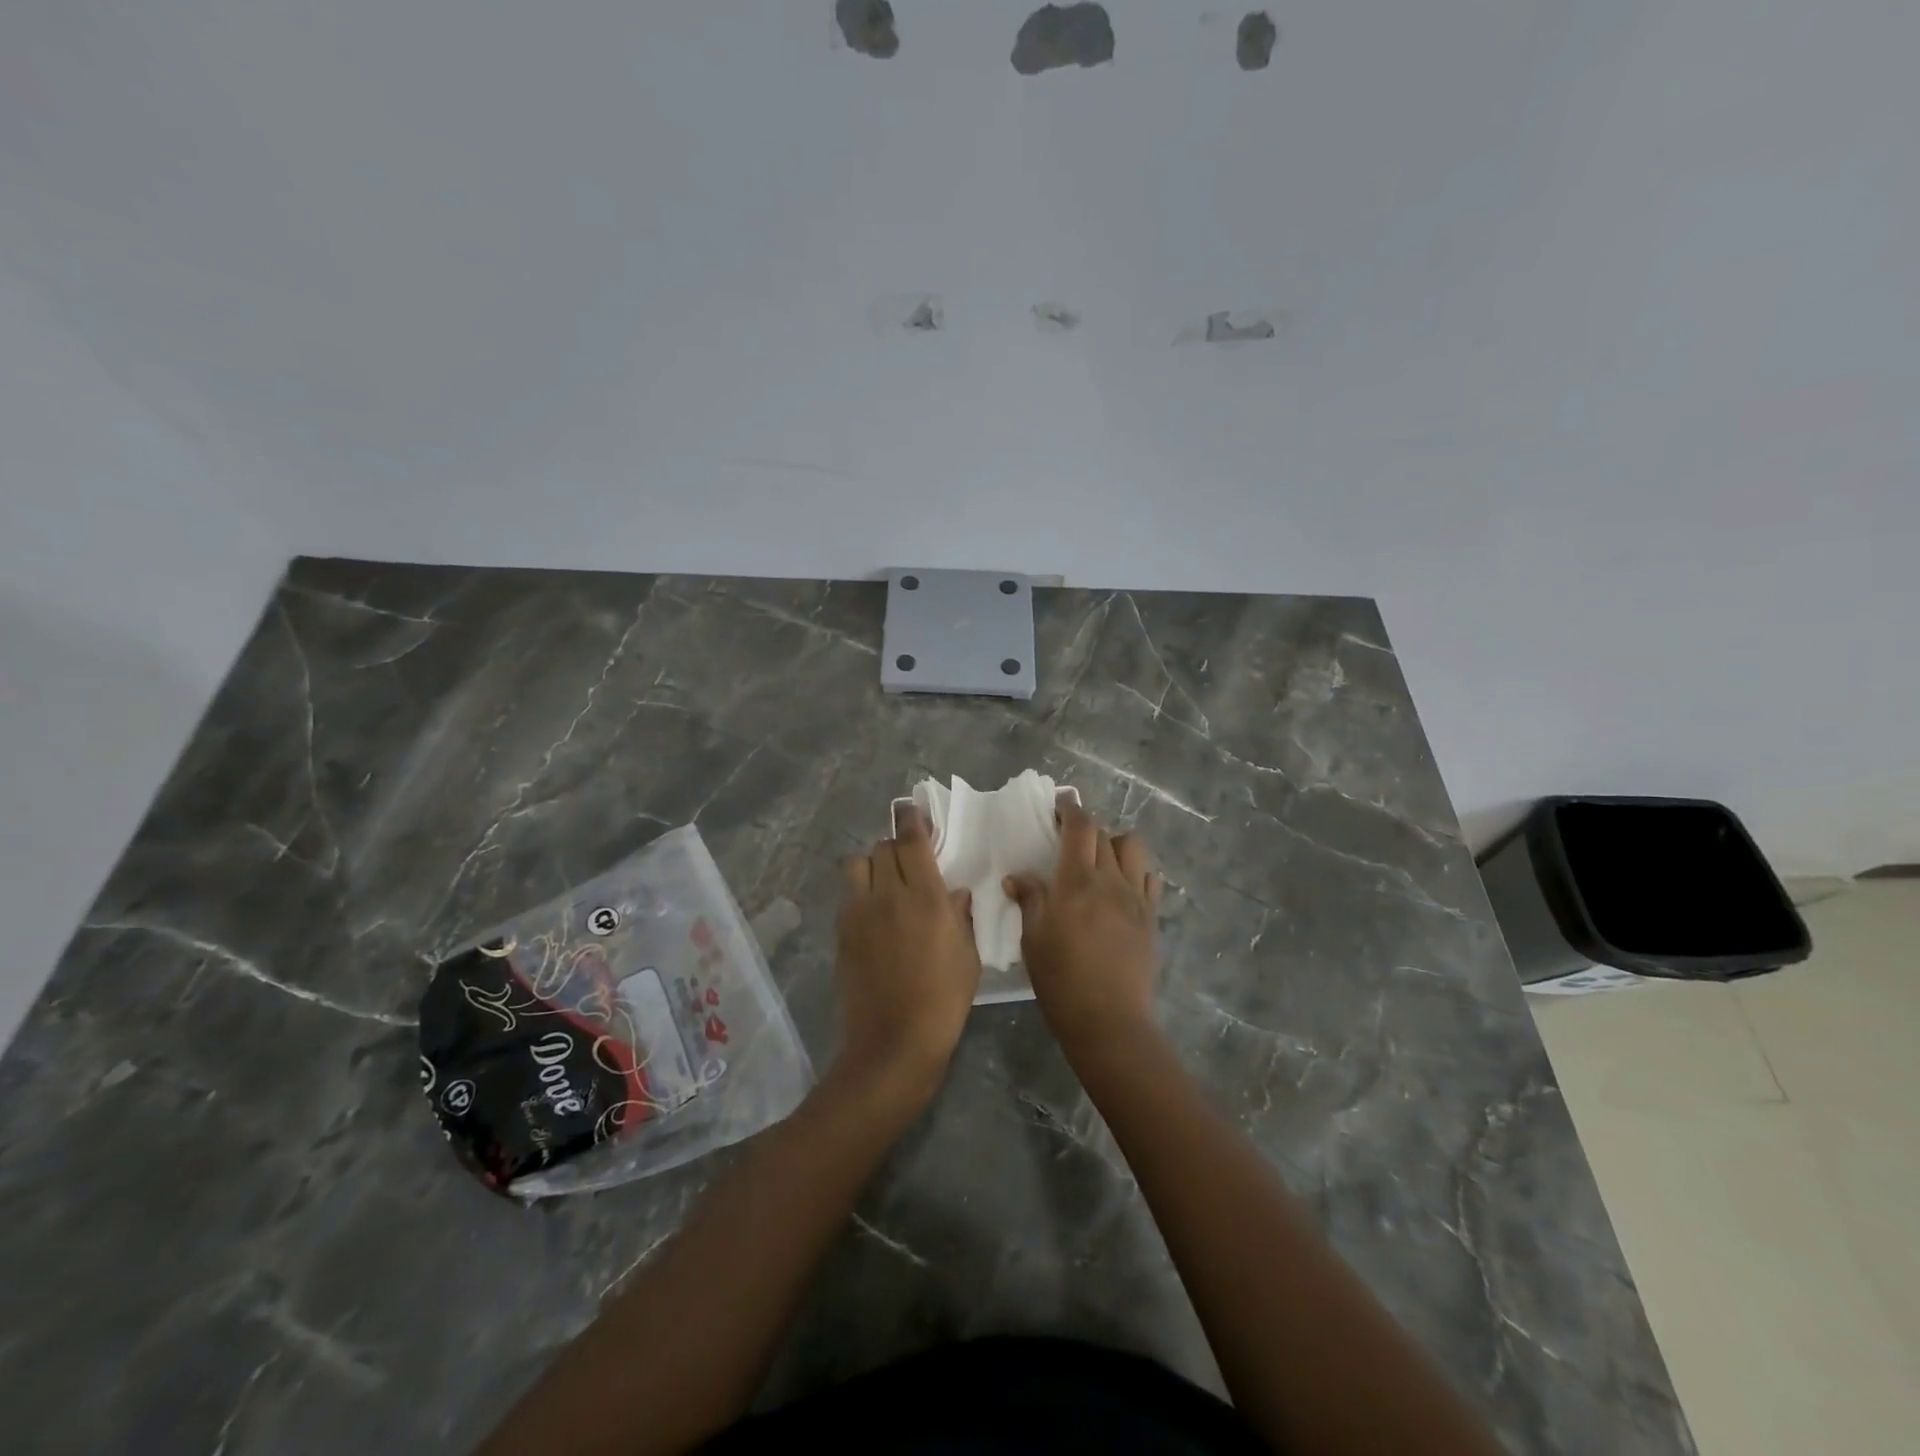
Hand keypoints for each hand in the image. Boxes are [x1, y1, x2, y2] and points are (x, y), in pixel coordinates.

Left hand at [833, 804, 982, 1105]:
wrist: (893, 1042)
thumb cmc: (943, 1000)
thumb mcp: (968, 956)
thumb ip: (961, 917)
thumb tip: (955, 893)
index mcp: (925, 897)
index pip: (912, 841)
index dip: (910, 818)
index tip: (909, 806)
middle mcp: (887, 895)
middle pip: (882, 848)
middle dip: (896, 845)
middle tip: (909, 858)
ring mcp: (859, 913)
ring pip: (858, 866)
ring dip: (872, 864)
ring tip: (886, 882)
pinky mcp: (842, 932)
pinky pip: (850, 896)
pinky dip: (862, 892)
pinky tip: (875, 914)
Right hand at [1004, 800, 1162, 1062]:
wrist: (1107, 1018)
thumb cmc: (1060, 978)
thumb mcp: (1033, 938)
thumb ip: (1029, 899)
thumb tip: (1017, 877)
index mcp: (1077, 881)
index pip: (1080, 828)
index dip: (1071, 808)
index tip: (1061, 802)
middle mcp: (1110, 880)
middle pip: (1104, 834)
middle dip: (1086, 827)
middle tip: (1069, 837)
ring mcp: (1136, 898)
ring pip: (1133, 848)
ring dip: (1115, 843)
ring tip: (1100, 859)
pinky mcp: (1151, 917)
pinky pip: (1150, 878)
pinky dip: (1136, 870)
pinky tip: (1122, 885)